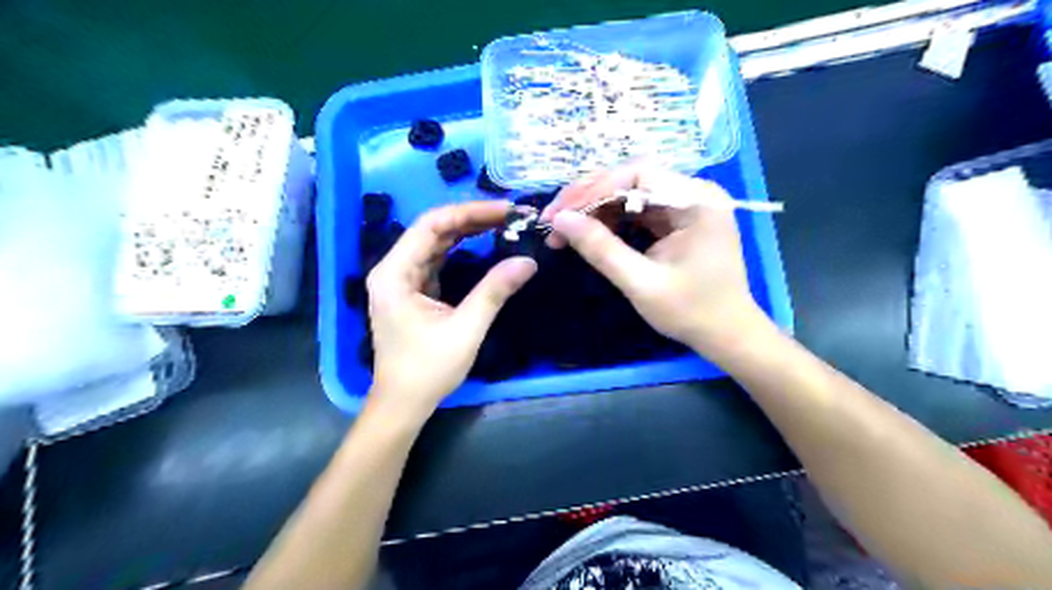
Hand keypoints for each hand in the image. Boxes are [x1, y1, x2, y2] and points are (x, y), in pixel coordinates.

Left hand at [367, 203, 534, 414]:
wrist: (403, 403)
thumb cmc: (428, 369)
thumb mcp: (466, 329)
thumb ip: (494, 291)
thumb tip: (528, 261)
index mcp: (395, 273)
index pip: (431, 225)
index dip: (469, 212)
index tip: (504, 210)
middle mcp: (393, 269)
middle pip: (432, 230)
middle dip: (471, 219)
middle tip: (510, 216)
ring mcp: (401, 280)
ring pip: (435, 243)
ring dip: (467, 232)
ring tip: (501, 224)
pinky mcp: (412, 290)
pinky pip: (437, 260)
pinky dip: (460, 250)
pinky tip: (482, 243)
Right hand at [543, 165, 765, 354]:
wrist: (726, 335)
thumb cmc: (691, 312)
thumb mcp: (641, 283)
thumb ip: (601, 250)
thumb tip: (560, 220)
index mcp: (696, 201)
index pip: (637, 174)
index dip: (594, 189)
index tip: (560, 214)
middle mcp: (693, 192)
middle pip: (631, 179)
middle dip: (588, 198)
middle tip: (553, 219)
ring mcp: (685, 204)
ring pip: (629, 193)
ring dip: (594, 209)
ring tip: (563, 230)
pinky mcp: (677, 219)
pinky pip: (637, 209)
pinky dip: (609, 220)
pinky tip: (588, 233)